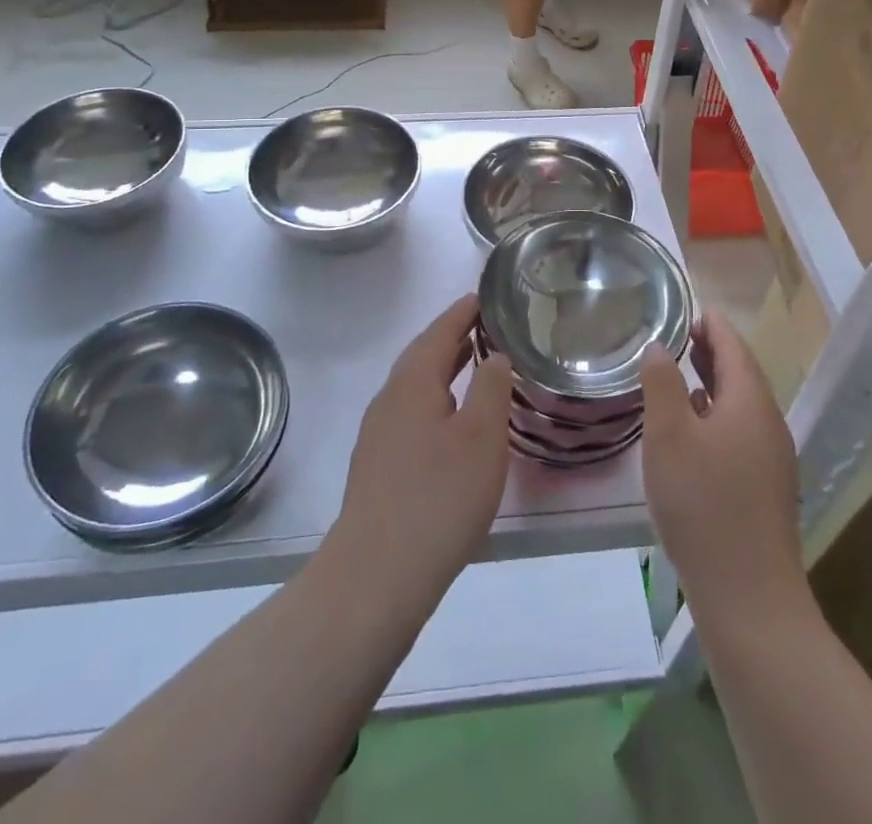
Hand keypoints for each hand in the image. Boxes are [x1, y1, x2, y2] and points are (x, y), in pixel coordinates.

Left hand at [332, 294, 514, 607]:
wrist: (376, 574)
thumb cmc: (439, 497)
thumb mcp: (481, 438)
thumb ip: (491, 389)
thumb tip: (494, 355)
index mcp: (413, 383)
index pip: (439, 332)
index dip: (462, 312)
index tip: (484, 296)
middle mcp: (389, 400)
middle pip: (422, 355)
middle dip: (452, 337)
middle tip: (486, 326)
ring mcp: (378, 434)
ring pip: (415, 386)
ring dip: (443, 369)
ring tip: (474, 365)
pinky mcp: (378, 465)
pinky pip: (410, 412)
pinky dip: (435, 399)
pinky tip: (452, 421)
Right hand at [640, 312, 804, 616]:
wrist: (749, 596)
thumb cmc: (703, 504)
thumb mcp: (668, 435)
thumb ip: (661, 383)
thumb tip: (658, 346)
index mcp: (751, 401)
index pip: (733, 346)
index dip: (711, 323)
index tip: (685, 308)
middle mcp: (768, 423)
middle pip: (740, 373)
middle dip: (710, 350)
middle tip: (675, 334)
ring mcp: (771, 458)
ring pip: (740, 404)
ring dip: (711, 383)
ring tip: (677, 373)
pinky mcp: (765, 487)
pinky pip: (740, 432)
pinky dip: (716, 414)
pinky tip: (692, 429)